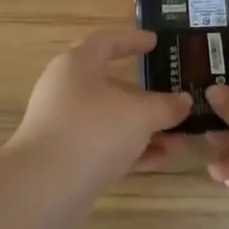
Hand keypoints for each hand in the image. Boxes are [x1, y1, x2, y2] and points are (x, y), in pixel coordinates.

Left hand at [11, 30, 192, 187]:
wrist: (44, 189)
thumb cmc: (93, 131)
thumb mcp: (139, 114)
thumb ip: (165, 106)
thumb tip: (184, 101)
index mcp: (78, 65)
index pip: (106, 41)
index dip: (132, 40)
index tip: (156, 43)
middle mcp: (68, 90)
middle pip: (112, 85)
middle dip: (148, 97)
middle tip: (177, 100)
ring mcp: (65, 126)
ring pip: (112, 120)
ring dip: (146, 128)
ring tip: (180, 140)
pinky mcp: (67, 158)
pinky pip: (106, 146)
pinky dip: (132, 150)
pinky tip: (161, 159)